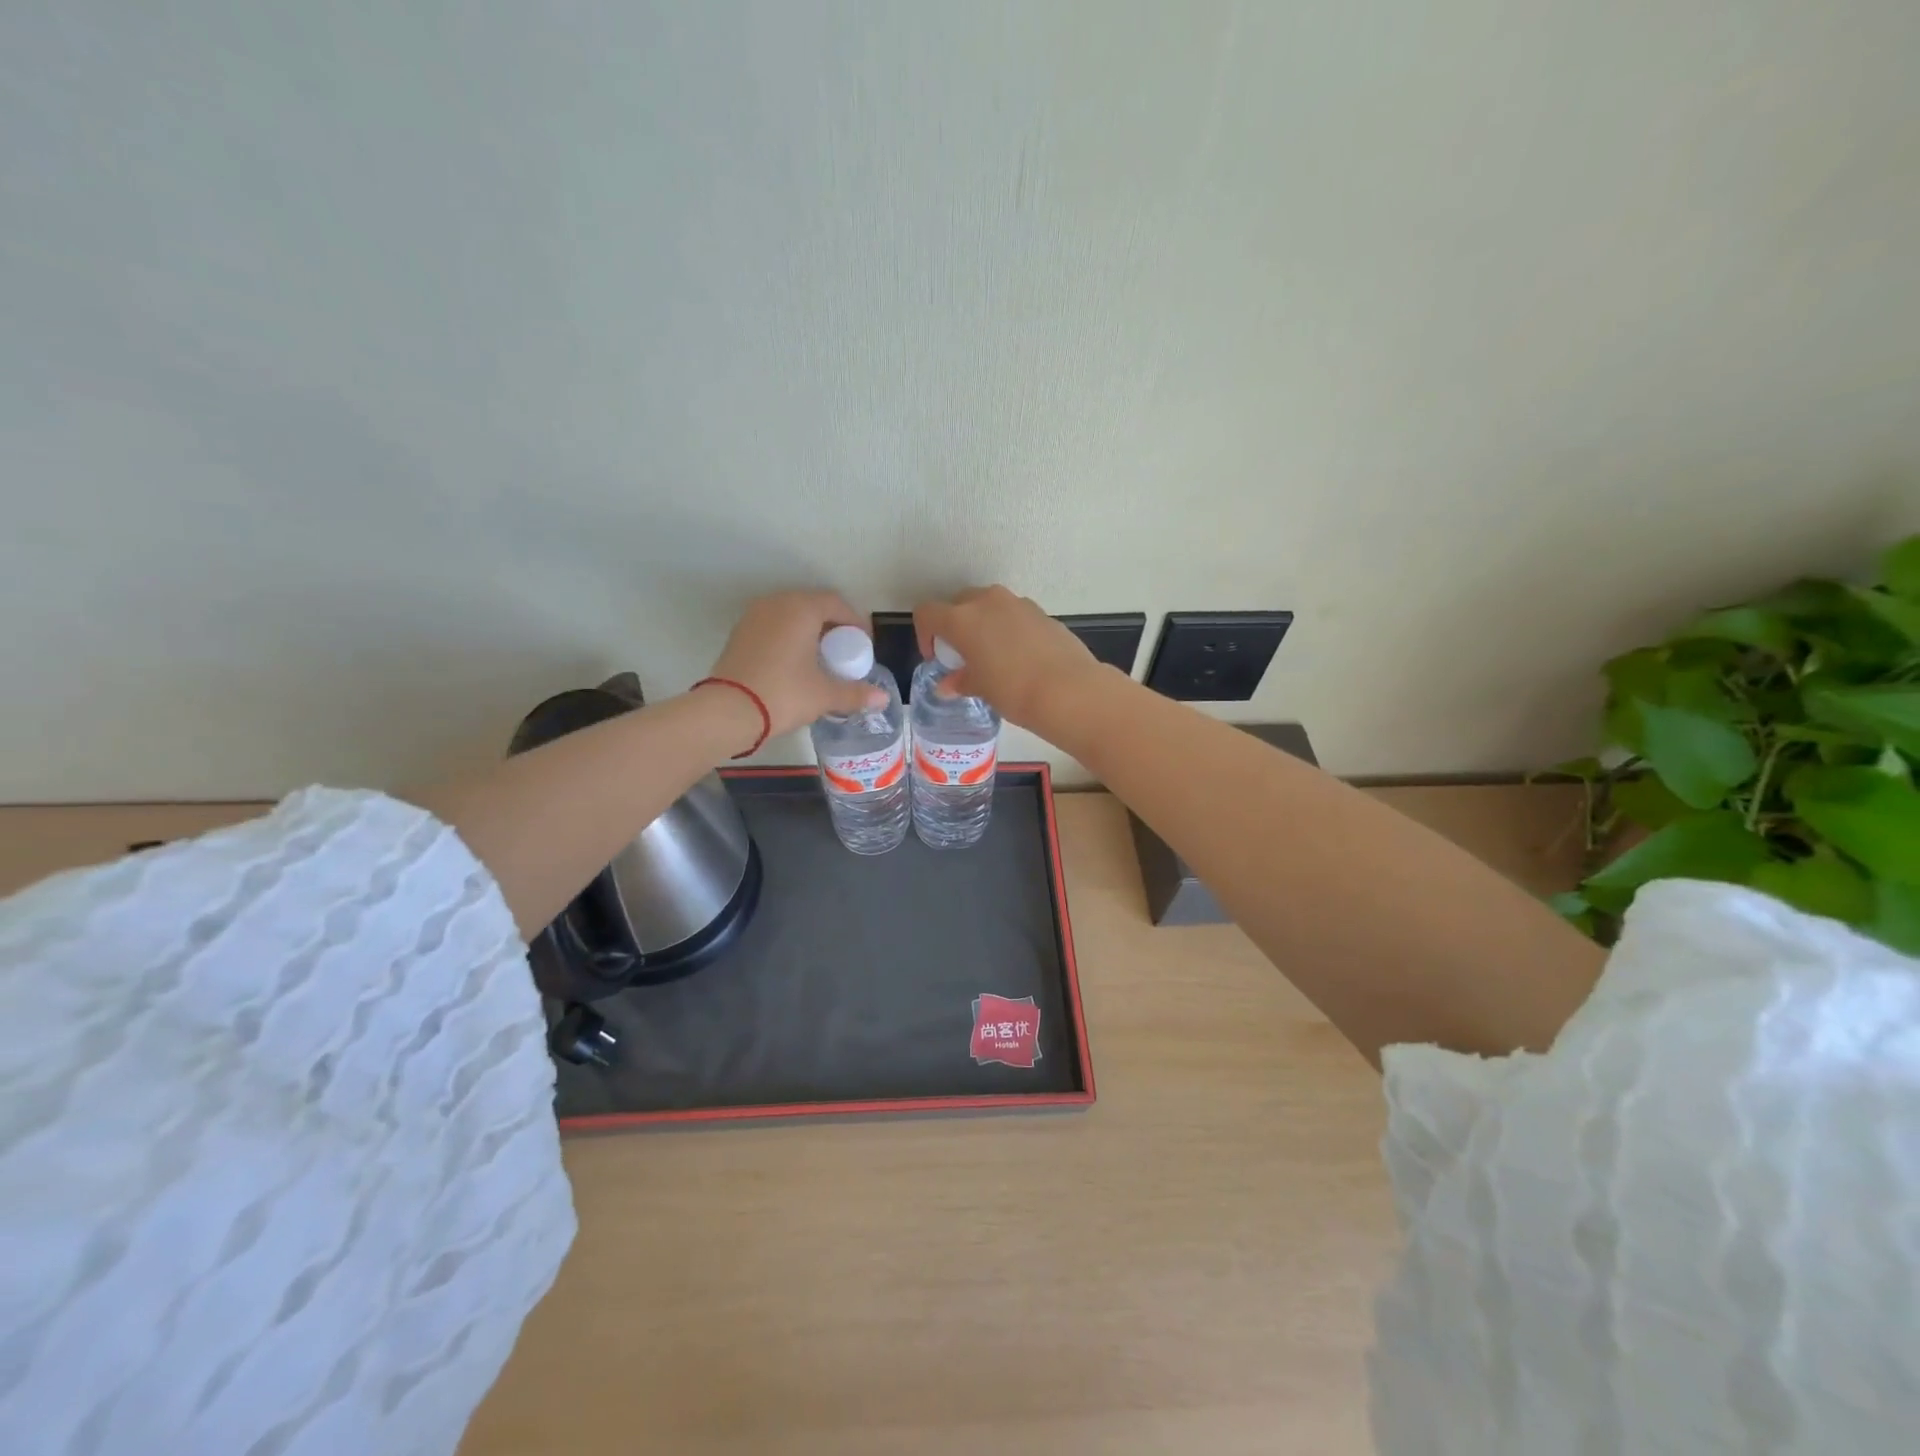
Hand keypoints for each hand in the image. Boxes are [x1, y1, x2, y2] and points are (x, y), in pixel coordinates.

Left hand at [706, 591, 885, 739]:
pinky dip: (789, 637)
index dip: (856, 622)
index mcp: (802, 609)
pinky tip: (795, 663)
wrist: (728, 711)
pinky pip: (773, 626)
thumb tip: (882, 698)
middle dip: (833, 626)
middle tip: (845, 652)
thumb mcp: (825, 695)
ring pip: (791, 615)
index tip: (865, 646)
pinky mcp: (739, 633)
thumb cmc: (784, 694)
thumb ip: (856, 693)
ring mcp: (754, 616)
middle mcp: (777, 603)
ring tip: (821, 658)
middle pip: (814, 605)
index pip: (837, 603)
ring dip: (810, 631)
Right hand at [912, 586, 1106, 731]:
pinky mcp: (1042, 612)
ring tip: (993, 655)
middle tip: (963, 654)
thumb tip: (948, 686)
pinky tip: (1020, 657)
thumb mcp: (980, 688)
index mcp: (962, 618)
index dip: (925, 634)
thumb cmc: (1012, 690)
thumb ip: (960, 681)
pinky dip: (1009, 629)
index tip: (936, 657)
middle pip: (959, 603)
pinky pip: (1015, 615)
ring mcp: (1017, 603)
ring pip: (989, 605)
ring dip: (984, 624)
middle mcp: (987, 602)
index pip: (927, 613)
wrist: (1068, 690)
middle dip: (955, 625)